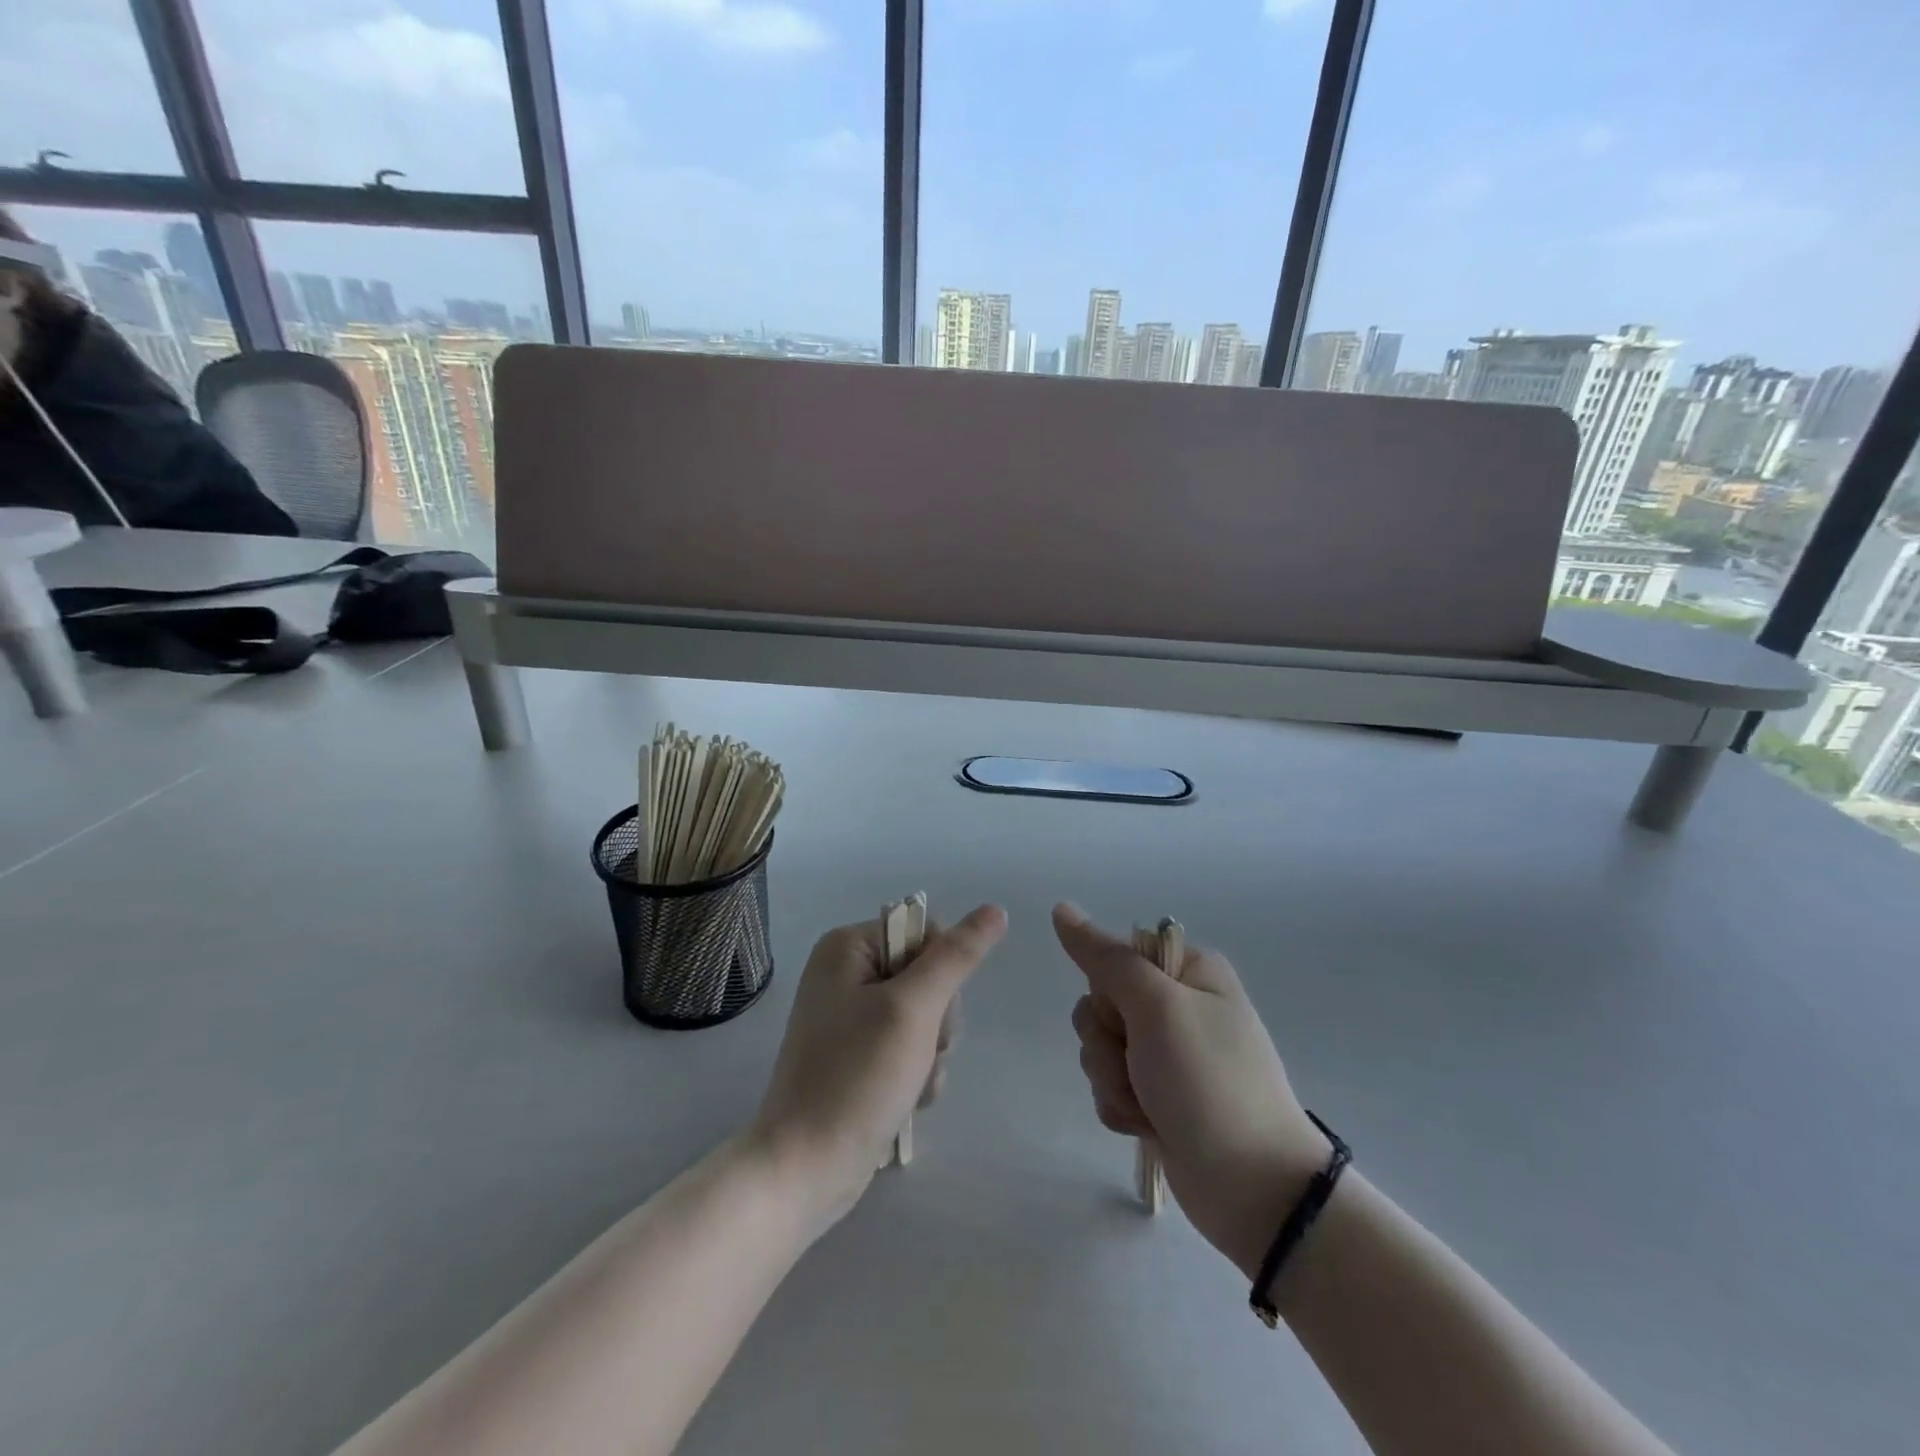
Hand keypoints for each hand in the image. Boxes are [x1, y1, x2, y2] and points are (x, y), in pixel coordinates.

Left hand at [751, 905, 1007, 1233]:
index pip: (925, 933)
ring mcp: (850, 1017)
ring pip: (924, 1016)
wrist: (805, 1168)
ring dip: (931, 1051)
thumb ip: (955, 956)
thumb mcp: (913, 1009)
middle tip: (922, 1050)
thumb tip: (995, 910)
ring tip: (913, 1083)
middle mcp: (846, 973)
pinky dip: (916, 1072)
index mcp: (848, 947)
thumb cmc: (856, 1076)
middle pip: (927, 975)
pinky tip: (908, 1100)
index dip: (942, 971)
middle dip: (938, 1019)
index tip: (930, 1011)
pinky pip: (907, 1047)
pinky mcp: (857, 1056)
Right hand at [1054, 903, 1328, 1277]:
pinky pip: (1110, 1085)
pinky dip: (1121, 1106)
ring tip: (1149, 1104)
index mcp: (1188, 971)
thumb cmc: (1209, 1082)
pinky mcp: (1157, 1096)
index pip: (1115, 957)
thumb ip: (1105, 958)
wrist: (1254, 1188)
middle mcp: (1177, 1006)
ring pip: (1100, 1047)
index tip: (1130, 1015)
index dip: (1109, 989)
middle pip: (1100, 1004)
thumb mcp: (1157, 1007)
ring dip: (1112, 1079)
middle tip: (1140, 1064)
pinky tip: (1148, 1125)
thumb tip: (1062, 909)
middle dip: (1107, 1042)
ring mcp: (1167, 1054)